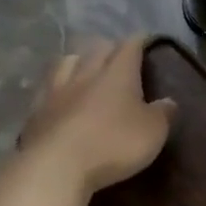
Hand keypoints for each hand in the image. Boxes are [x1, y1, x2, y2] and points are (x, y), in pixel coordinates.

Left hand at [19, 36, 176, 193]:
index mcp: (117, 74)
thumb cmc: (113, 144)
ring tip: (85, 67)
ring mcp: (56, 90)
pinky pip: (47, 86)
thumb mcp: (153, 132)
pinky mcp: (36, 110)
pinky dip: (57, 84)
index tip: (146, 40)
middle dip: (109, 47)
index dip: (139, 41)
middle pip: (97, 49)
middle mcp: (86, 73)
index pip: (129, 46)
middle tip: (118, 54)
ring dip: (79, 60)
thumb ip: (163, 114)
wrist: (56, 165)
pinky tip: (59, 93)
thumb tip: (169, 101)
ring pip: (67, 62)